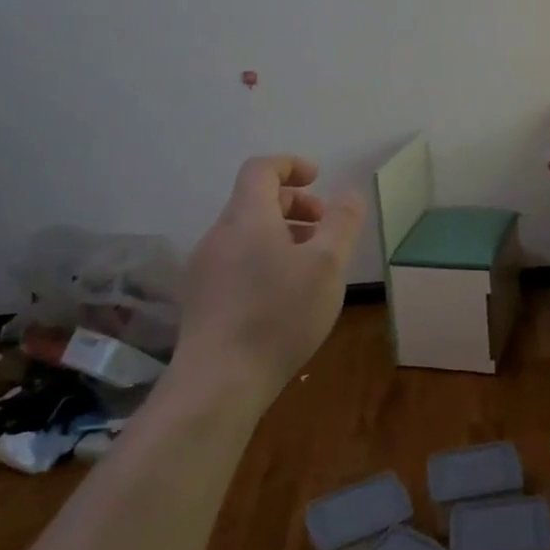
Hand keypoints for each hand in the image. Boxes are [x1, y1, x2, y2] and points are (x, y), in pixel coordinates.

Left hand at [173, 155, 365, 395]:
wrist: (217, 384)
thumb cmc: (278, 315)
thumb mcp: (327, 265)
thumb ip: (342, 223)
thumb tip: (349, 194)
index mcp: (247, 217)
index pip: (261, 169)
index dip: (290, 165)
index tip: (318, 179)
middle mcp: (219, 235)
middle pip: (254, 201)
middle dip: (294, 204)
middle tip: (325, 227)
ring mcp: (204, 269)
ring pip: (246, 234)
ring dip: (281, 234)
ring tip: (311, 264)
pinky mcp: (200, 300)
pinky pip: (236, 261)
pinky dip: (264, 259)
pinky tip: (284, 295)